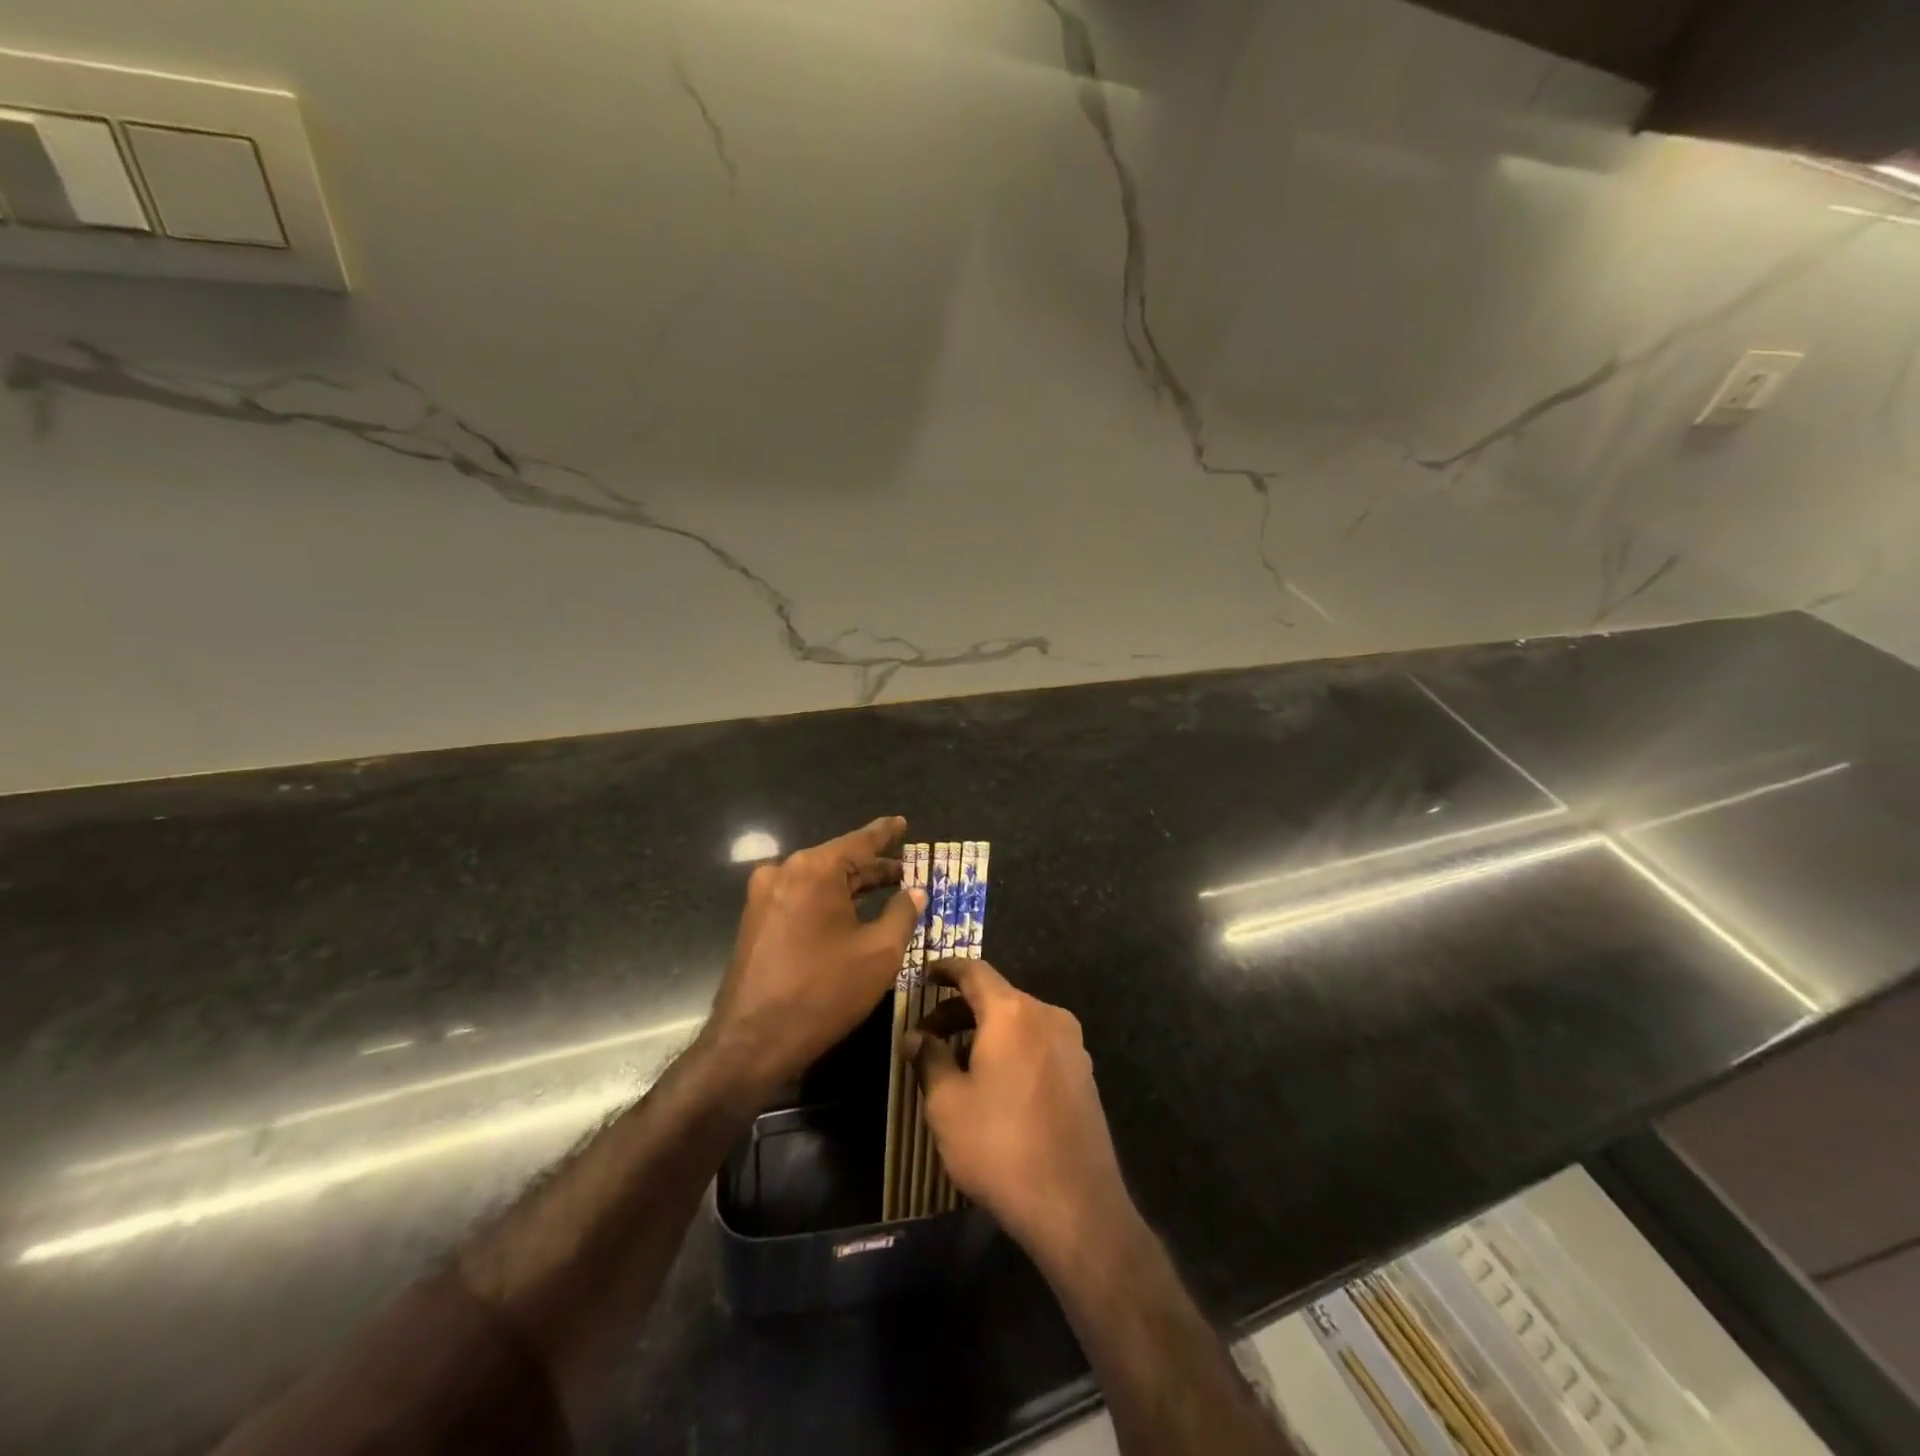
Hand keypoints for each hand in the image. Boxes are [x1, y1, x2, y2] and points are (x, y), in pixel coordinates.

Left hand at [701, 816, 926, 1100]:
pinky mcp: (756, 922)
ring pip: (819, 881)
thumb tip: (914, 892)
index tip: (902, 822)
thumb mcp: (879, 953)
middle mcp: (784, 872)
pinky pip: (801, 899)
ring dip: (851, 887)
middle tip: (906, 871)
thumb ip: (902, 914)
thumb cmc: (823, 992)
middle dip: (873, 867)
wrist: (751, 1042)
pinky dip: (829, 902)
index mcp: (814, 870)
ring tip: (886, 891)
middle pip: (838, 861)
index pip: (859, 841)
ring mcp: (764, 897)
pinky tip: (850, 915)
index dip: (885, 833)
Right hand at [906, 958, 1128, 1268]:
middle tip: (928, 1035)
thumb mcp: (948, 1104)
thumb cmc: (1000, 1146)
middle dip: (959, 1009)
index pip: (974, 971)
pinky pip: (1039, 1044)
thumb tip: (916, 1036)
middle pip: (997, 996)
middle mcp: (1047, 1015)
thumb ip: (929, 1059)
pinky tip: (995, 1083)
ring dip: (986, 1031)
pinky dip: (1012, 1048)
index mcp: (1012, 1012)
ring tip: (957, 1062)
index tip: (924, 974)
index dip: (946, 969)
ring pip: (1019, 1022)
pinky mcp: (1084, 1073)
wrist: (1075, 1205)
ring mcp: (1072, 1044)